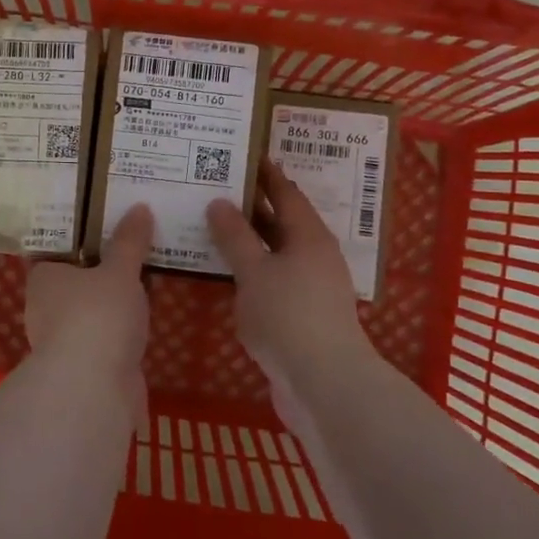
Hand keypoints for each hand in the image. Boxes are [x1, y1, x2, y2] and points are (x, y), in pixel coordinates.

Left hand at [24, 205, 153, 395]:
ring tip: (144, 280)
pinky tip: (144, 320)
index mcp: (43, 278)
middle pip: (74, 282)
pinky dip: (120, 330)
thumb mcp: (120, 271)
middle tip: (132, 247)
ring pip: (90, 312)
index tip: (104, 225)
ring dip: (111, 304)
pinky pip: (105, 337)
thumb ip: (130, 242)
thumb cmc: (97, 316)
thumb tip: (139, 208)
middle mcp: (45, 308)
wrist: (94, 388)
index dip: (78, 239)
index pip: (54, 251)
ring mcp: (63, 341)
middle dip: (99, 271)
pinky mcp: (84, 367)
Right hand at [208, 163, 374, 403]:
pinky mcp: (305, 315)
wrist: (323, 383)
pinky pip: (275, 280)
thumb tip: (220, 202)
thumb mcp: (254, 271)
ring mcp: (313, 287)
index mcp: (309, 236)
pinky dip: (253, 270)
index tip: (244, 155)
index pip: (286, 192)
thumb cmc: (288, 316)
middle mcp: (315, 255)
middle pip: (282, 222)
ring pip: (277, 253)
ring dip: (250, 241)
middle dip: (253, 206)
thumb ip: (235, 236)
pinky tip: (230, 275)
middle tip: (217, 189)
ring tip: (215, 227)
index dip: (265, 174)